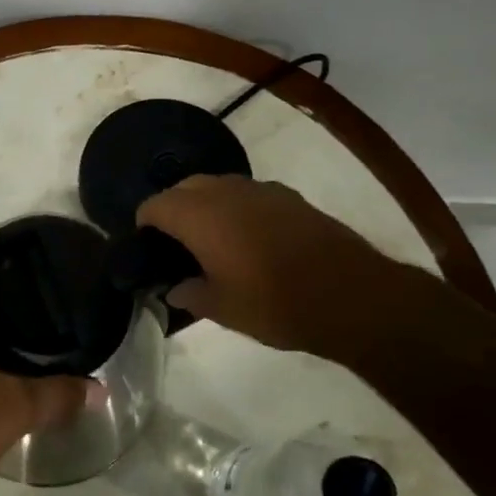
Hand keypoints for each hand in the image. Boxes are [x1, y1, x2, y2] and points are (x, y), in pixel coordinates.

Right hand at [137, 175, 433, 352]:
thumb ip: (191, 295)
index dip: (144, 223)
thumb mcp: (223, 310)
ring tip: (211, 240)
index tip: (145, 246)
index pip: (155, 205)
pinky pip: (248, 194)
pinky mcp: (288, 196)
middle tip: (175, 244)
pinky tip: (249, 238)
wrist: (350, 295)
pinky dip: (237, 208)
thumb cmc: (275, 303)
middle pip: (185, 188)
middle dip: (173, 209)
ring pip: (218, 186)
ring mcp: (260, 189)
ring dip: (206, 205)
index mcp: (199, 216)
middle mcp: (225, 192)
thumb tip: (175, 288)